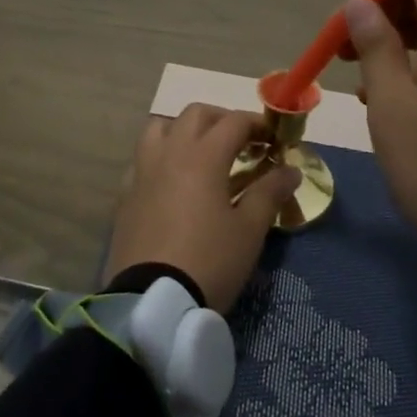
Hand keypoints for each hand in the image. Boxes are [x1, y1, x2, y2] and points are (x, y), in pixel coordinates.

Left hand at [103, 104, 299, 315]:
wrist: (152, 301)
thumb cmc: (209, 261)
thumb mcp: (249, 230)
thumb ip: (269, 193)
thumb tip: (291, 170)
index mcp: (202, 156)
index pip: (233, 122)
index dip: (258, 125)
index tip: (274, 141)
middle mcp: (169, 154)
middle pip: (194, 115)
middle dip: (222, 120)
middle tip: (242, 142)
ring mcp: (142, 173)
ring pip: (159, 129)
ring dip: (184, 130)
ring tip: (202, 154)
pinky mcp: (125, 196)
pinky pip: (142, 160)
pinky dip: (161, 157)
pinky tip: (173, 181)